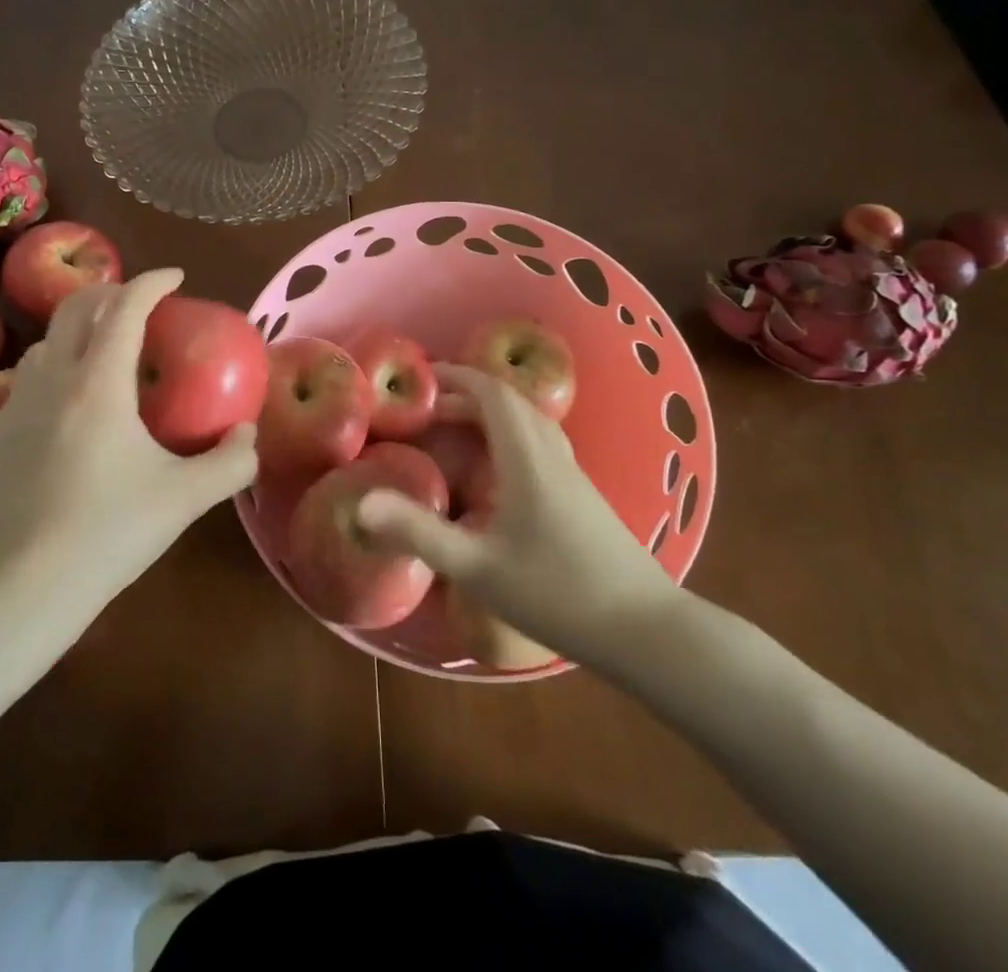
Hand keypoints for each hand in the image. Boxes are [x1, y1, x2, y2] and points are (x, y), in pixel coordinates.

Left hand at [0, 268, 256, 610]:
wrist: (21, 587)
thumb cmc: (109, 533)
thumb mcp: (185, 498)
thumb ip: (230, 462)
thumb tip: (247, 435)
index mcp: (98, 384)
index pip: (125, 308)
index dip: (152, 283)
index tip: (176, 278)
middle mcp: (52, 380)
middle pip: (75, 308)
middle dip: (110, 292)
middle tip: (140, 303)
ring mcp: (16, 405)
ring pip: (45, 342)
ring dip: (78, 330)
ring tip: (104, 350)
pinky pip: (26, 379)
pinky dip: (54, 368)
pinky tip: (68, 403)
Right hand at [355, 364, 681, 663]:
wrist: (645, 630)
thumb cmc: (558, 593)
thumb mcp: (478, 567)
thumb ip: (419, 533)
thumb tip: (362, 504)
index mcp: (527, 458)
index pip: (494, 394)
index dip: (459, 376)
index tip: (424, 377)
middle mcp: (553, 455)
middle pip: (513, 403)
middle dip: (470, 393)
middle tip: (431, 407)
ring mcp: (574, 475)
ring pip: (531, 423)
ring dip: (493, 414)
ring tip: (459, 430)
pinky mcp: (584, 496)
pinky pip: (541, 444)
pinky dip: (511, 436)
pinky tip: (499, 472)